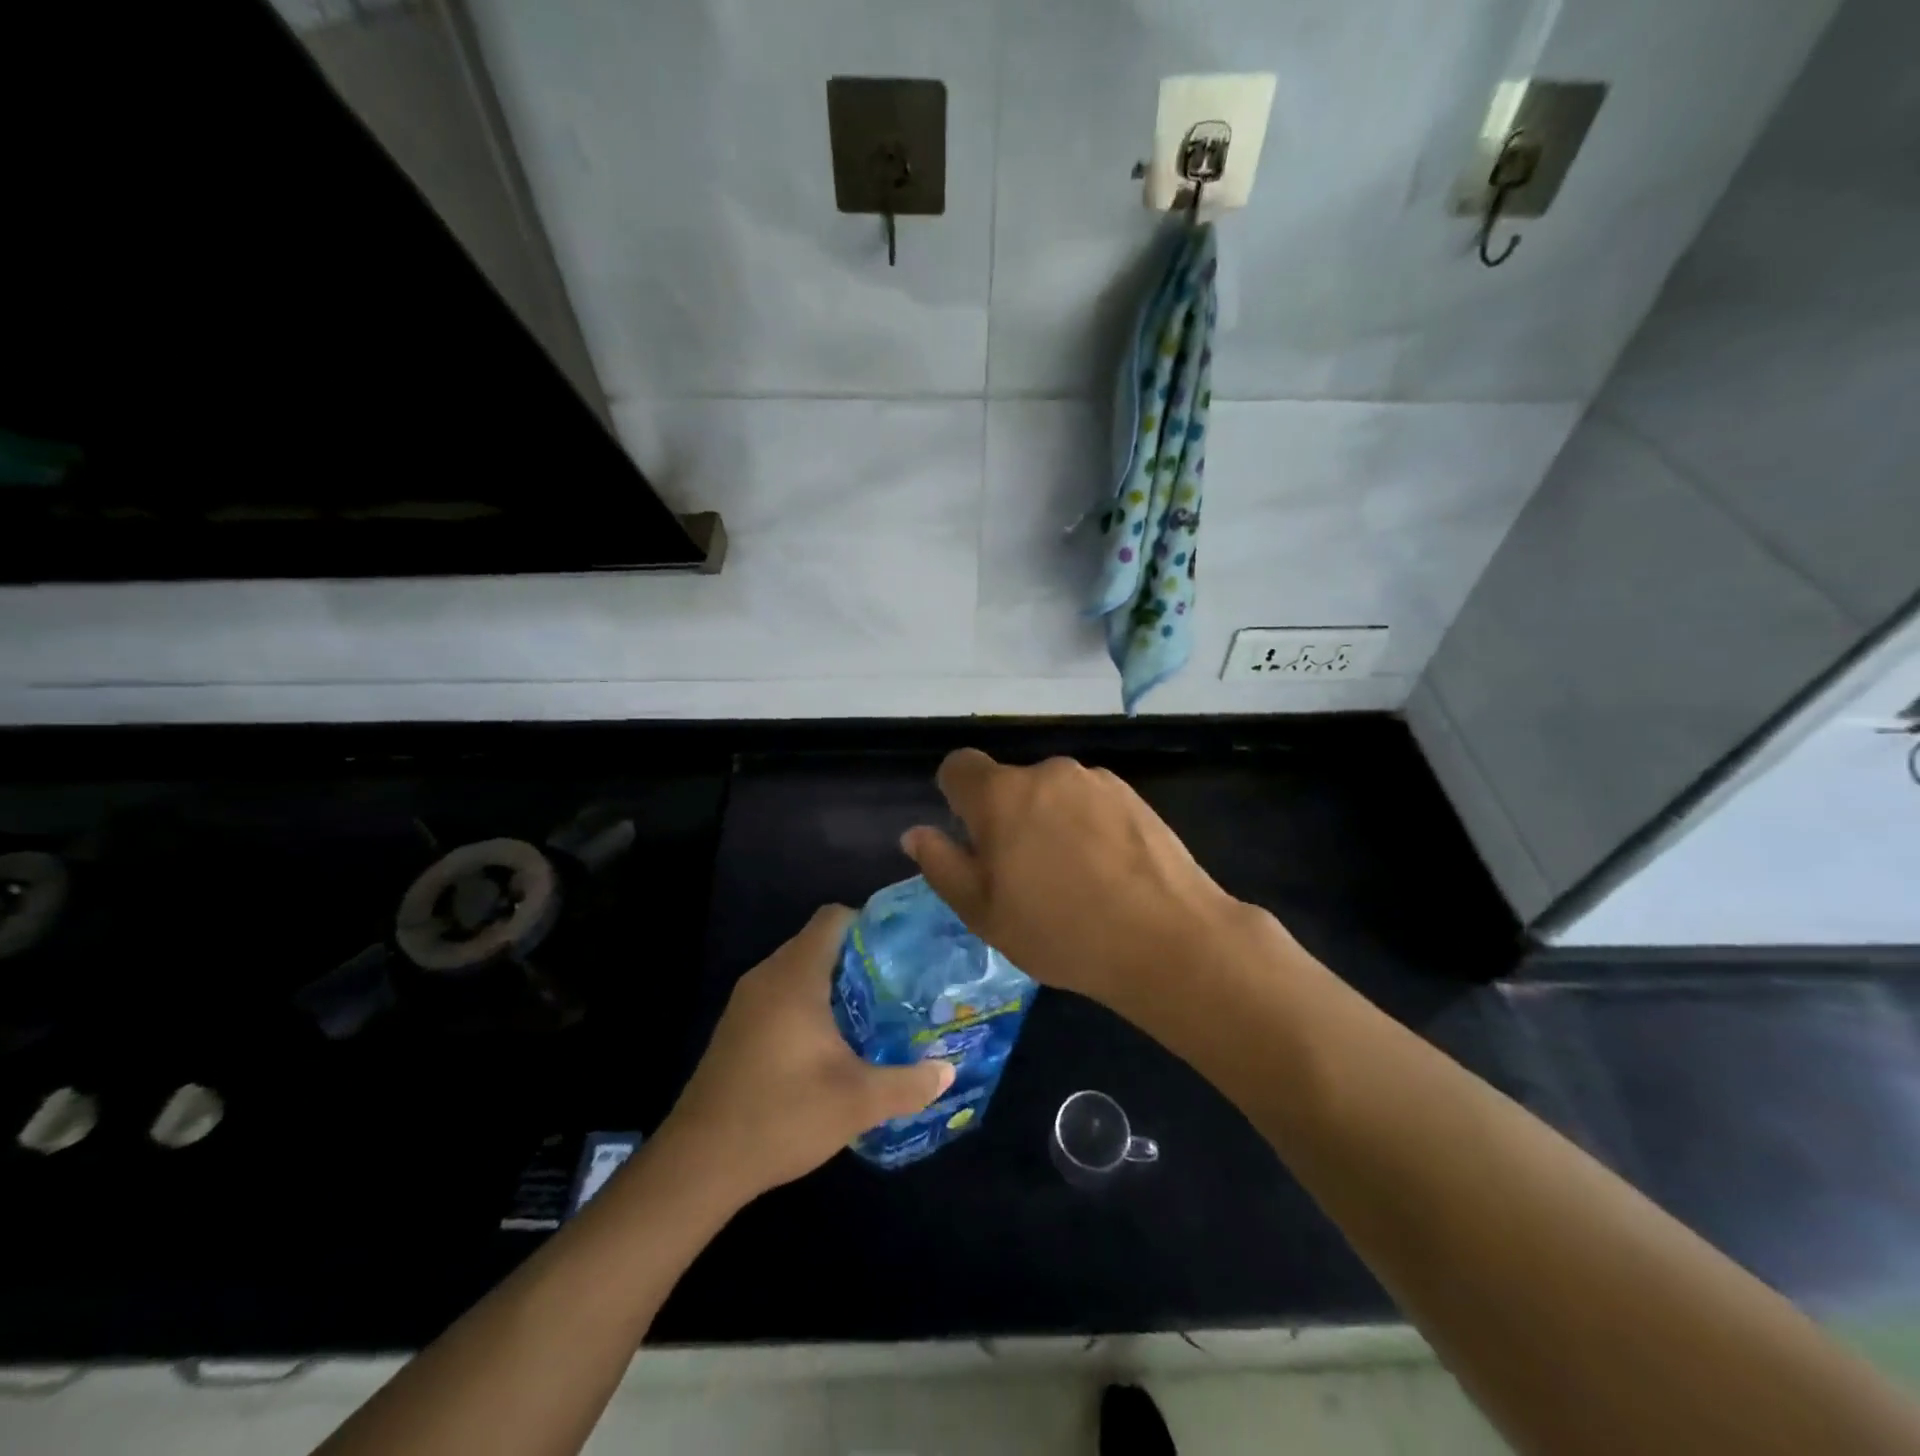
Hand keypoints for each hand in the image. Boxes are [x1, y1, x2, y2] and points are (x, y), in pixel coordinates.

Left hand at [657, 906, 954, 1202]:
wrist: (698, 1165)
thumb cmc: (782, 1116)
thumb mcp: (857, 1102)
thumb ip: (908, 1084)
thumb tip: (947, 1073)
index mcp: (795, 976)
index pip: (834, 918)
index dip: (870, 923)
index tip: (902, 950)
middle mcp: (767, 976)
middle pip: (819, 942)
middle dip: (860, 957)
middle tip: (899, 984)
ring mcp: (746, 1002)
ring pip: (799, 970)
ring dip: (834, 983)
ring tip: (875, 1012)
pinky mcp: (737, 1028)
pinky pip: (781, 995)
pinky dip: (809, 1003)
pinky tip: (832, 1043)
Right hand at [901, 749, 1260, 1007]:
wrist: (1167, 939)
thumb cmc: (1061, 931)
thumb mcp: (984, 913)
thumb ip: (943, 866)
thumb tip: (917, 834)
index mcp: (1001, 795)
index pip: (959, 766)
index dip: (956, 797)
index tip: (971, 839)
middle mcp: (1046, 773)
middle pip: (1009, 784)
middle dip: (1006, 818)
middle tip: (1024, 876)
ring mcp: (1094, 780)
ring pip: (1052, 794)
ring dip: (1049, 821)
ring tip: (1074, 878)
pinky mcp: (1132, 794)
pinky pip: (1090, 802)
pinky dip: (1087, 825)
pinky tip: (1108, 871)